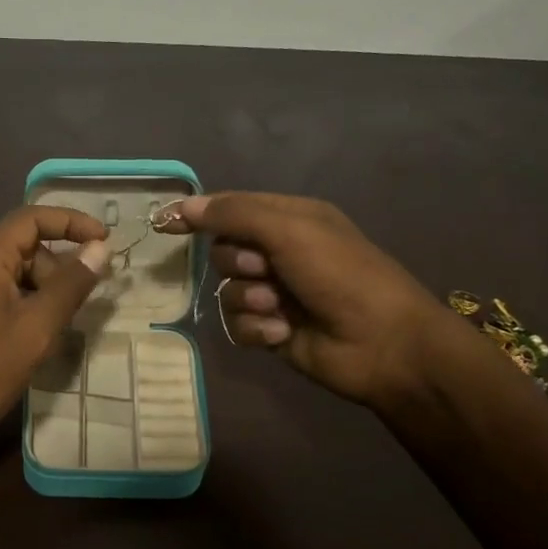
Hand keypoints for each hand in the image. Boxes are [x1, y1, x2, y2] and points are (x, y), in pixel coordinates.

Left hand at [0, 206, 110, 446]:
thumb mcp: (37, 328)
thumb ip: (71, 284)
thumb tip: (101, 248)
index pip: (32, 218)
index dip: (72, 222)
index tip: (106, 242)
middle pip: (23, 245)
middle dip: (58, 265)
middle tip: (82, 301)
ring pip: (13, 270)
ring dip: (43, 287)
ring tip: (58, 324)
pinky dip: (25, 301)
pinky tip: (36, 333)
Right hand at [161, 192, 447, 406]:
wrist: (383, 343)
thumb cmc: (341, 275)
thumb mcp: (288, 231)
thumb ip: (234, 215)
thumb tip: (183, 205)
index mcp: (289, 219)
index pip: (231, 209)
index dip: (199, 215)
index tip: (165, 223)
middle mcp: (280, 253)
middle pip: (223, 252)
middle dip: (238, 264)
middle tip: (264, 271)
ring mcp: (275, 294)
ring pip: (227, 291)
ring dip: (248, 300)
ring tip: (278, 309)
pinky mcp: (272, 330)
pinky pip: (237, 324)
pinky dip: (255, 328)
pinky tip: (281, 332)